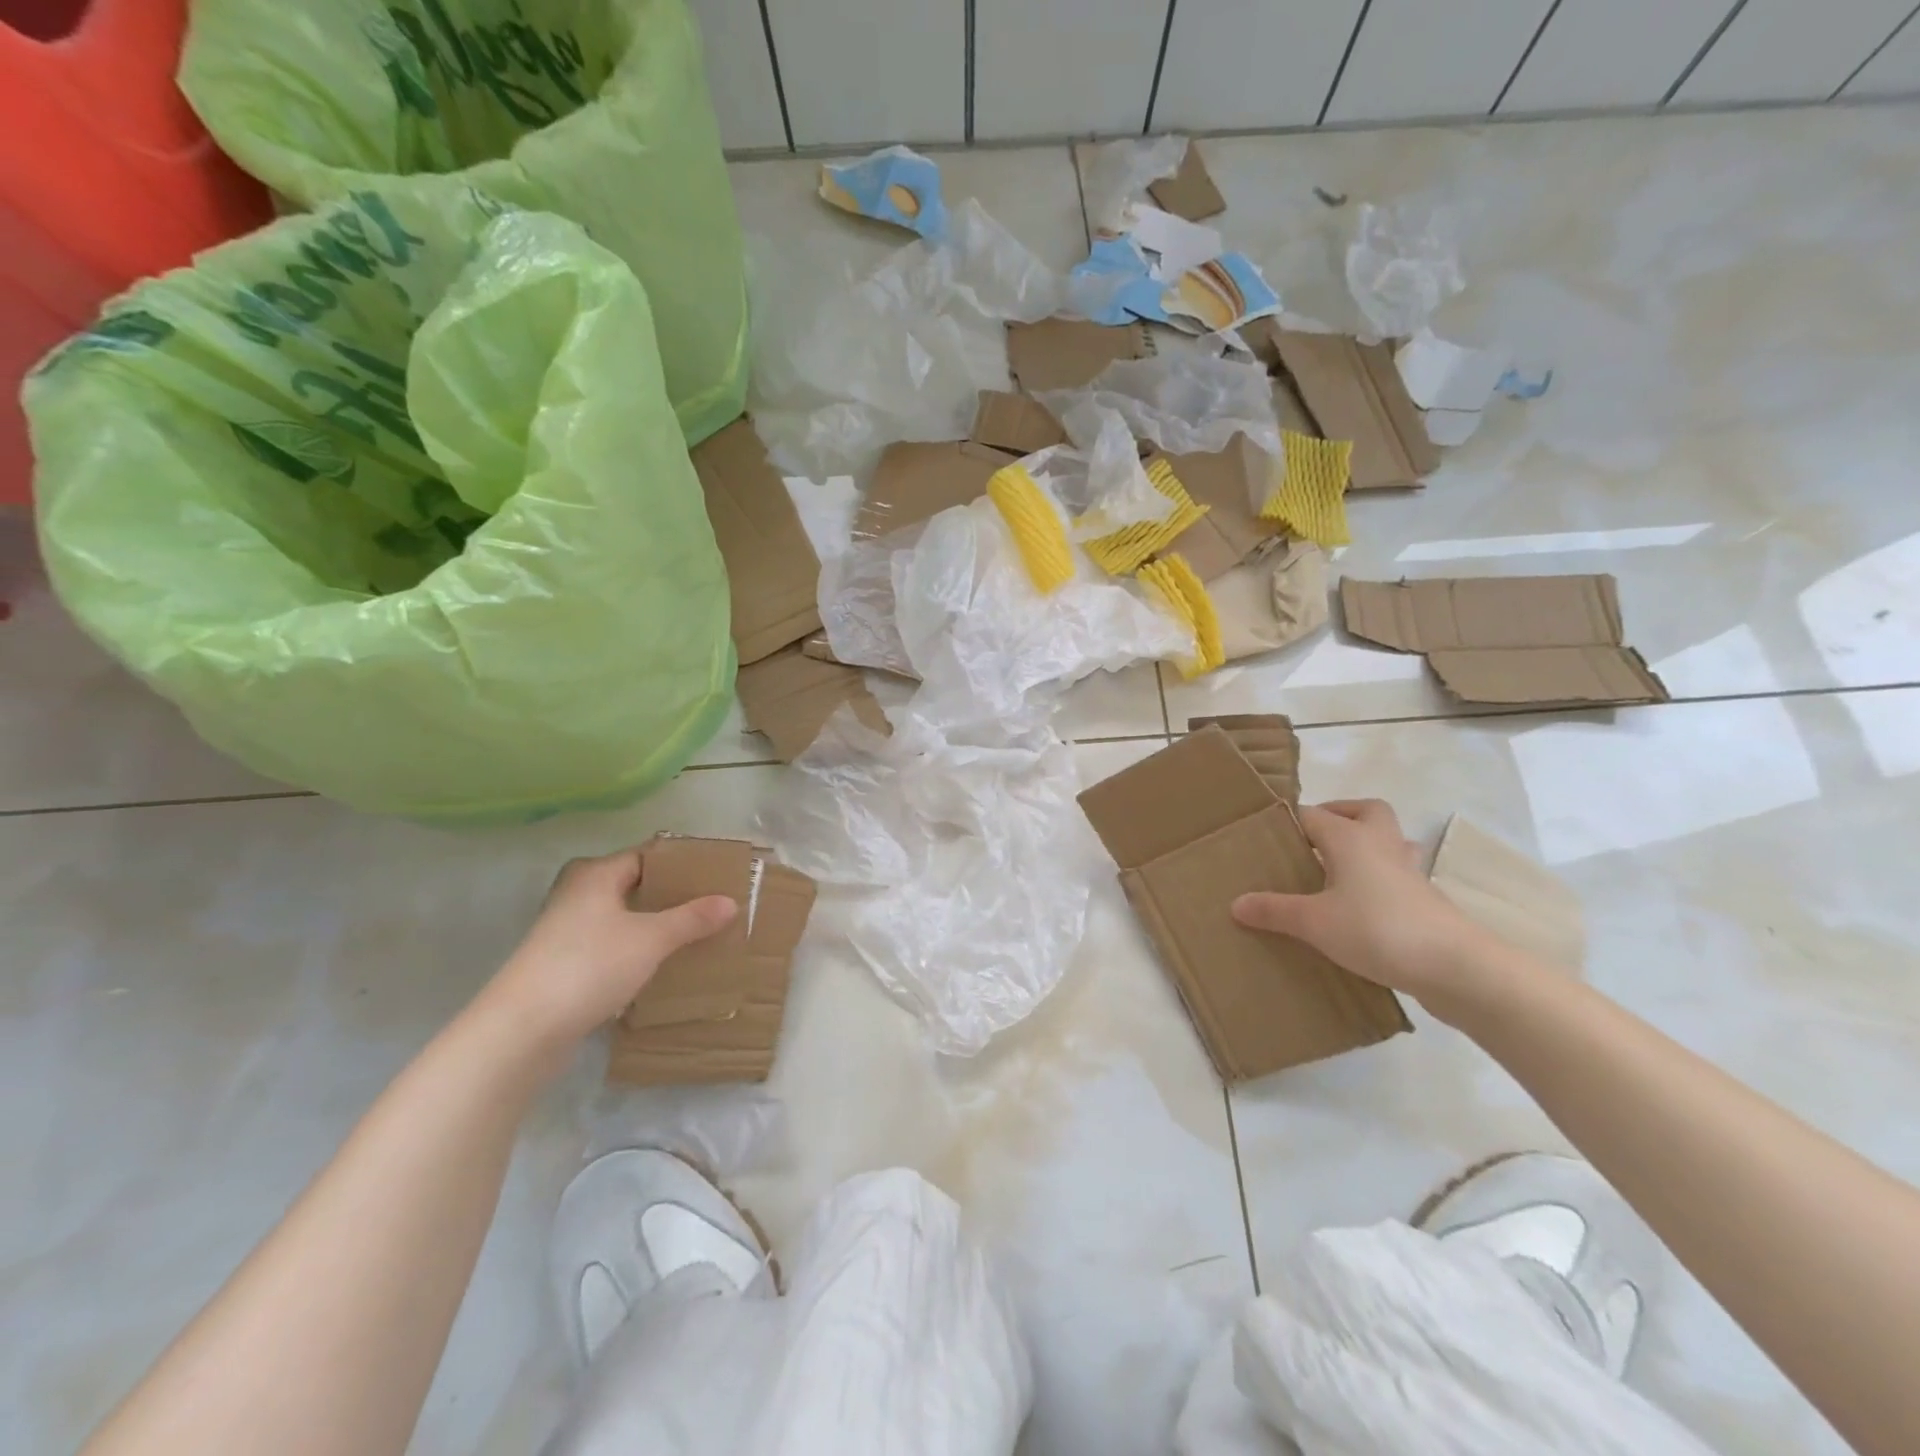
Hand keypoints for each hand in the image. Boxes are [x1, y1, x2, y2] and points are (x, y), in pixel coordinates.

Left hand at [480, 847, 736, 1051]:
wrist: (522, 1031)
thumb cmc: (589, 967)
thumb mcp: (651, 939)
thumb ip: (692, 919)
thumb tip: (730, 902)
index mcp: (595, 874)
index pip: (648, 856)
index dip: (682, 864)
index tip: (717, 875)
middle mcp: (578, 894)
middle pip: (635, 887)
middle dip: (673, 897)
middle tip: (713, 905)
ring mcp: (567, 931)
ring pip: (624, 919)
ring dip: (656, 926)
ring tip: (697, 934)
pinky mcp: (564, 965)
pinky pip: (612, 946)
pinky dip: (638, 950)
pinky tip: (663, 965)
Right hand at [1231, 800, 1486, 1003]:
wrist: (1455, 966)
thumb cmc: (1376, 929)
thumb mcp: (1313, 922)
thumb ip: (1274, 910)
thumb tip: (1235, 903)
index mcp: (1350, 838)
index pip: (1311, 814)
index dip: (1288, 821)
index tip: (1265, 837)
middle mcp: (1381, 844)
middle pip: (1365, 810)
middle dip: (1340, 816)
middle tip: (1314, 841)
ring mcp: (1409, 871)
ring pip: (1388, 840)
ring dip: (1366, 845)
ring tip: (1339, 870)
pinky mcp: (1426, 899)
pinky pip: (1398, 874)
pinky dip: (1380, 879)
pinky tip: (1363, 905)